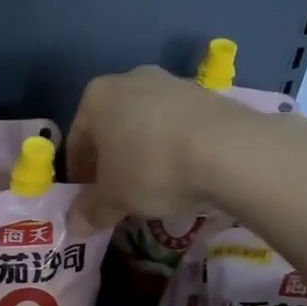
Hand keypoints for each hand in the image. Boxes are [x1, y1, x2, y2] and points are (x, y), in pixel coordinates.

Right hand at [64, 66, 247, 227]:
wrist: (230, 150)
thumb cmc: (151, 169)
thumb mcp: (114, 199)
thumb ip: (90, 211)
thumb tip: (76, 225)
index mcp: (97, 97)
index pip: (77, 141)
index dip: (80, 176)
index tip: (88, 201)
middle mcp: (130, 80)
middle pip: (112, 129)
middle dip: (112, 162)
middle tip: (119, 196)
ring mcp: (172, 83)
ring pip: (146, 125)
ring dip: (144, 154)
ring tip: (155, 188)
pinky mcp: (208, 95)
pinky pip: (179, 127)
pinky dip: (175, 148)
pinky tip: (185, 174)